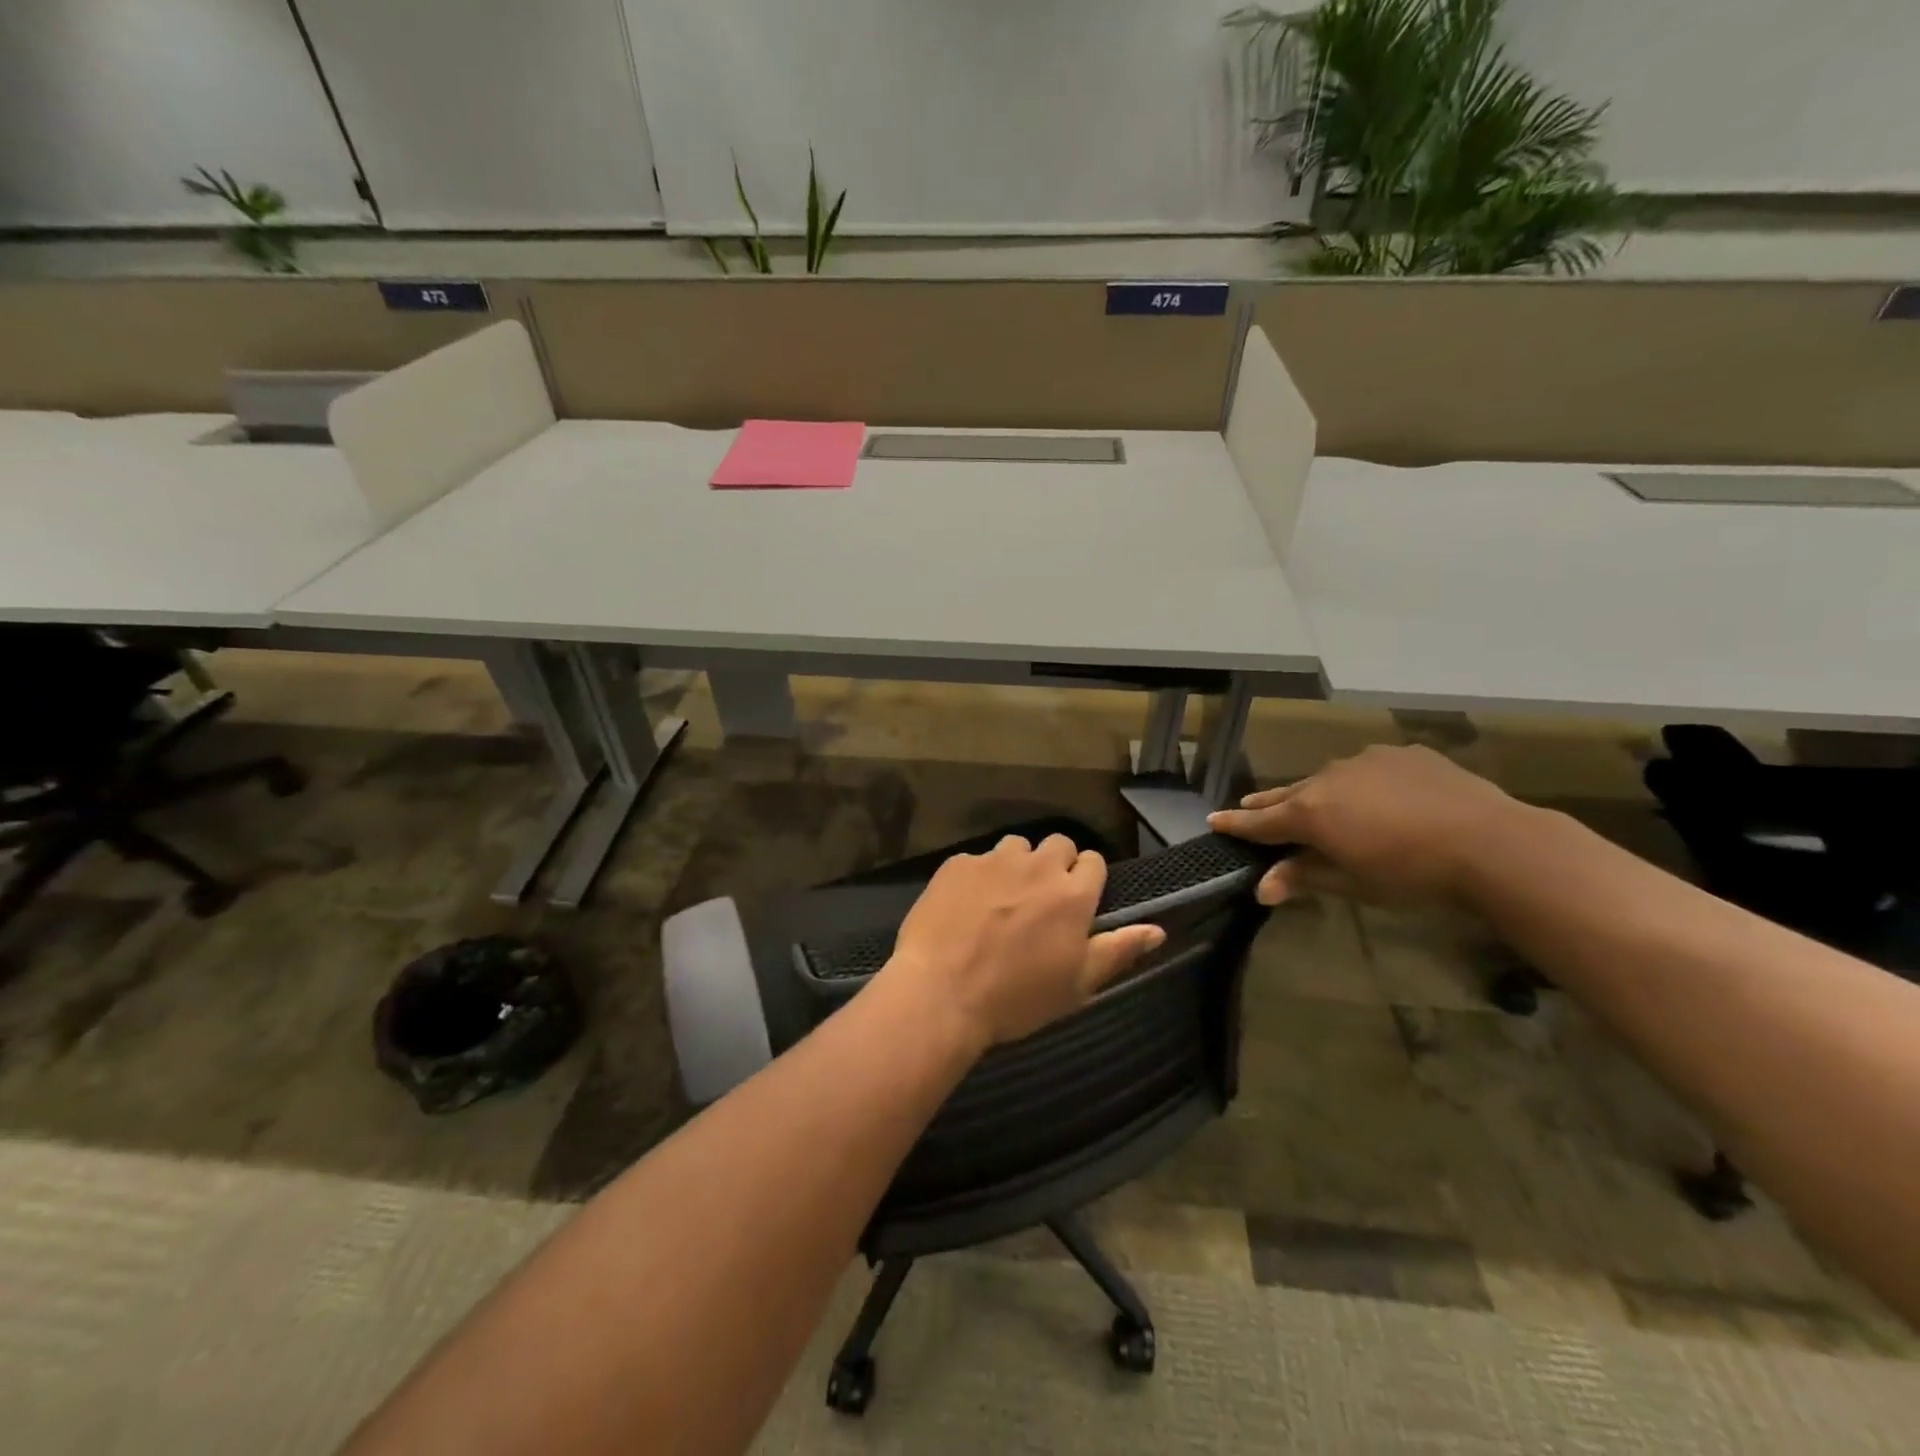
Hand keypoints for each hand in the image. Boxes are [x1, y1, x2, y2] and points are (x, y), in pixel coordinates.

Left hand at [885, 834, 1166, 1049]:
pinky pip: (977, 859)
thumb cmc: (1016, 998)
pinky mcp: (957, 863)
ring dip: (1017, 865)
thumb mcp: (1077, 984)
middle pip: (1058, 845)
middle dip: (1055, 866)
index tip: (1075, 904)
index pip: (1093, 861)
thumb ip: (1119, 950)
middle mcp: (1037, 866)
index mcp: (1072, 894)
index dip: (1086, 880)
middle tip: (1040, 901)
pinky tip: (965, 906)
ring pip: (1017, 847)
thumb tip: (1158, 929)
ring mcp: (993, 861)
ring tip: (1002, 899)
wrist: (941, 992)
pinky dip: (978, 876)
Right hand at [1207, 744, 1527, 907]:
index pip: (1260, 821)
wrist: (1490, 843)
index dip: (1235, 824)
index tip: (1214, 820)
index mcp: (1309, 813)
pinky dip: (1363, 783)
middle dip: (1268, 804)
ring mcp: (1365, 761)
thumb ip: (1304, 877)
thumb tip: (1262, 888)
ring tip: (1320, 805)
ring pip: (1329, 779)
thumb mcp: (1352, 883)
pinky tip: (1381, 796)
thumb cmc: (1410, 874)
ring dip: (1319, 793)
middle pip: (1288, 794)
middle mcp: (1327, 779)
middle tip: (1250, 807)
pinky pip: (1369, 769)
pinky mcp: (1402, 753)